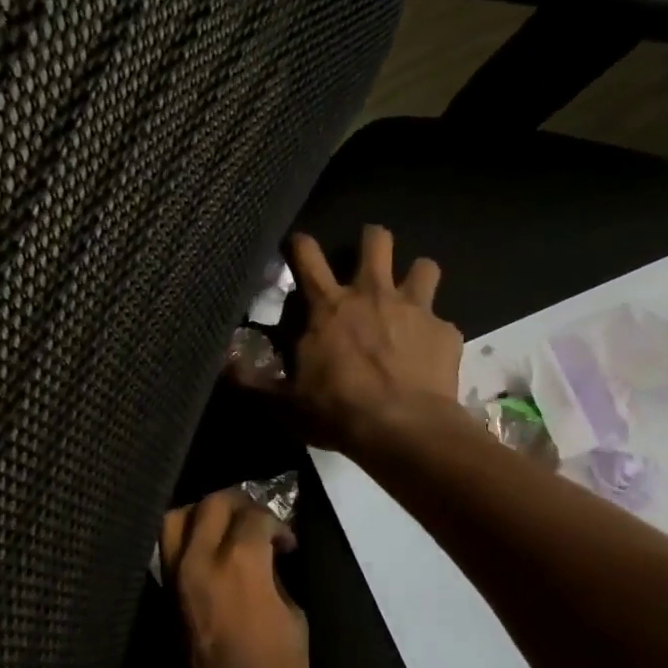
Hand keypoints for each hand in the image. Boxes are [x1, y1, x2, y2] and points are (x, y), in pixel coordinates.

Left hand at [159, 490, 309, 667]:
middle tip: (258, 520)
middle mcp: (199, 562)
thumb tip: (268, 555)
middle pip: (212, 504)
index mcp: (239, 567)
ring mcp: (175, 578)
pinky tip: (211, 550)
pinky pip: (169, 547)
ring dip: (205, 514)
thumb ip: (276, 577)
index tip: (287, 541)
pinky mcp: (163, 595)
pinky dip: (188, 537)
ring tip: (228, 528)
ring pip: (177, 517)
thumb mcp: (294, 621)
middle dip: (239, 503)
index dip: (276, 522)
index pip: (253, 516)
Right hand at [236, 225, 463, 452]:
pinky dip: (433, 333)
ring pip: (424, 265)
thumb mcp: (284, 402)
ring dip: (415, 277)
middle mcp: (372, 293)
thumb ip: (253, 380)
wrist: (402, 429)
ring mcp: (414, 308)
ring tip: (409, 298)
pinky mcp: (444, 331)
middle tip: (366, 263)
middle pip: (376, 238)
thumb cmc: (336, 412)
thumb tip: (223, 363)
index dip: (299, 243)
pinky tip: (428, 354)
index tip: (297, 246)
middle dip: (371, 241)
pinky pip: (442, 321)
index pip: (306, 254)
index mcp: (328, 306)